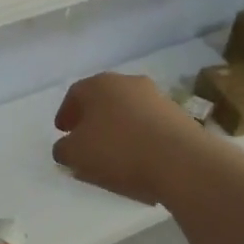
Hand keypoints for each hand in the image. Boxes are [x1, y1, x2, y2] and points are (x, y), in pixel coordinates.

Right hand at [52, 73, 210, 205]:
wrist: (181, 161)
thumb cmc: (118, 150)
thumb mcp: (76, 154)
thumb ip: (63, 149)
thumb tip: (66, 147)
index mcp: (99, 84)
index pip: (75, 94)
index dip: (65, 113)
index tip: (62, 131)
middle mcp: (128, 83)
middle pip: (103, 99)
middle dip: (92, 119)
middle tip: (85, 139)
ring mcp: (157, 97)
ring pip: (127, 111)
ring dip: (117, 128)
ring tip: (112, 153)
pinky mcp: (178, 115)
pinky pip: (148, 125)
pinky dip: (138, 137)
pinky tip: (136, 158)